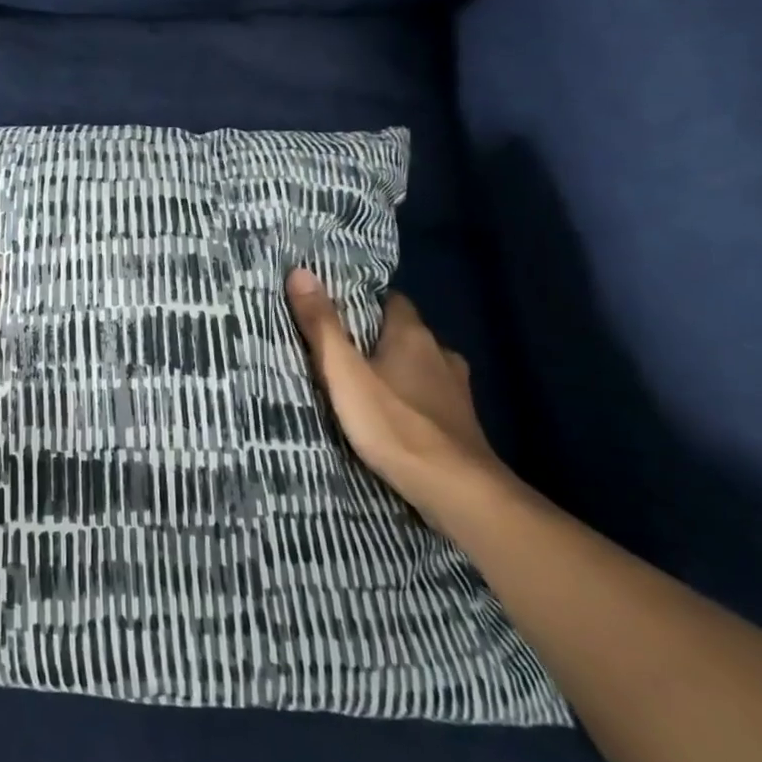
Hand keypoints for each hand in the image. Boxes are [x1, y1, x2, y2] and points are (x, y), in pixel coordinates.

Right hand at [285, 269, 519, 532]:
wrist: (457, 490)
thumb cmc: (395, 424)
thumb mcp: (344, 374)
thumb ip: (321, 325)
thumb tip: (300, 271)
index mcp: (412, 335)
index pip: (391, 300)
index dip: (363, 302)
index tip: (335, 310)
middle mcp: (440, 353)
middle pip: (404, 333)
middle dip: (375, 338)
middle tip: (338, 349)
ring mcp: (456, 389)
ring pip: (419, 366)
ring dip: (395, 370)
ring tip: (361, 383)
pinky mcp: (461, 422)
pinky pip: (429, 396)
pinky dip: (411, 398)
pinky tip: (392, 415)